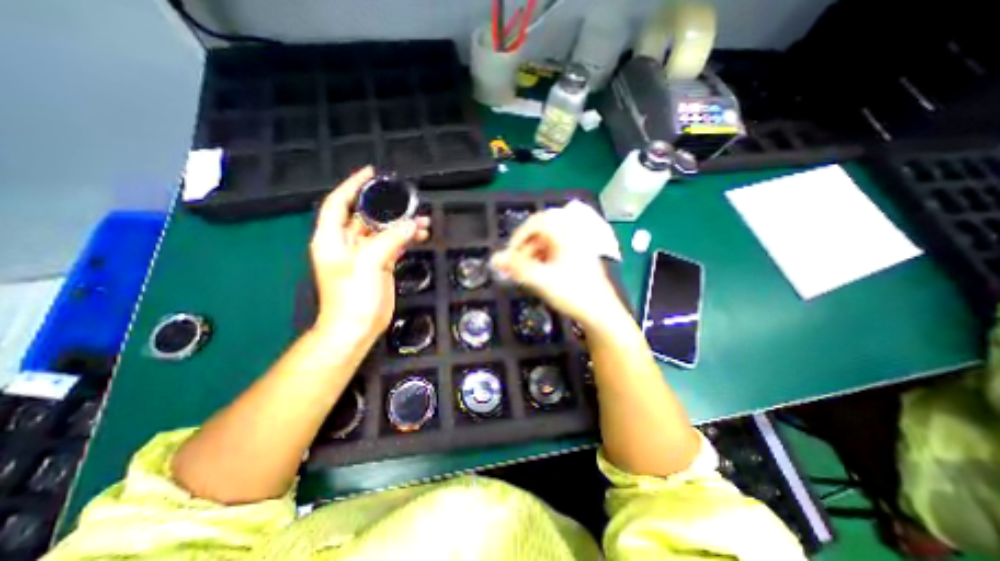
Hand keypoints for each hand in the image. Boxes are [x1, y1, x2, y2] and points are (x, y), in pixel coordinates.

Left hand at [308, 165, 424, 341]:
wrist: (357, 327)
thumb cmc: (353, 297)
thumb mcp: (369, 263)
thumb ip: (389, 240)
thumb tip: (410, 224)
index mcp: (332, 238)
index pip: (339, 203)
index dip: (353, 186)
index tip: (371, 173)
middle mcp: (347, 243)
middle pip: (365, 215)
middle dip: (386, 206)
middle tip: (406, 198)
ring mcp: (365, 254)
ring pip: (383, 230)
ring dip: (401, 224)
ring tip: (422, 219)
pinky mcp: (380, 264)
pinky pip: (393, 244)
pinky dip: (405, 238)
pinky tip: (420, 235)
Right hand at [492, 205, 622, 328]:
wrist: (600, 313)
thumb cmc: (573, 293)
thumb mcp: (542, 280)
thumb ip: (516, 267)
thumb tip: (494, 258)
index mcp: (566, 234)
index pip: (537, 222)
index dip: (519, 236)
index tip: (509, 255)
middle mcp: (572, 234)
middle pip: (541, 231)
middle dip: (524, 248)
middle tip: (515, 265)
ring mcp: (576, 246)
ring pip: (547, 242)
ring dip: (532, 254)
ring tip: (525, 273)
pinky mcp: (576, 257)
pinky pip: (553, 251)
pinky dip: (541, 259)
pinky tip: (537, 274)